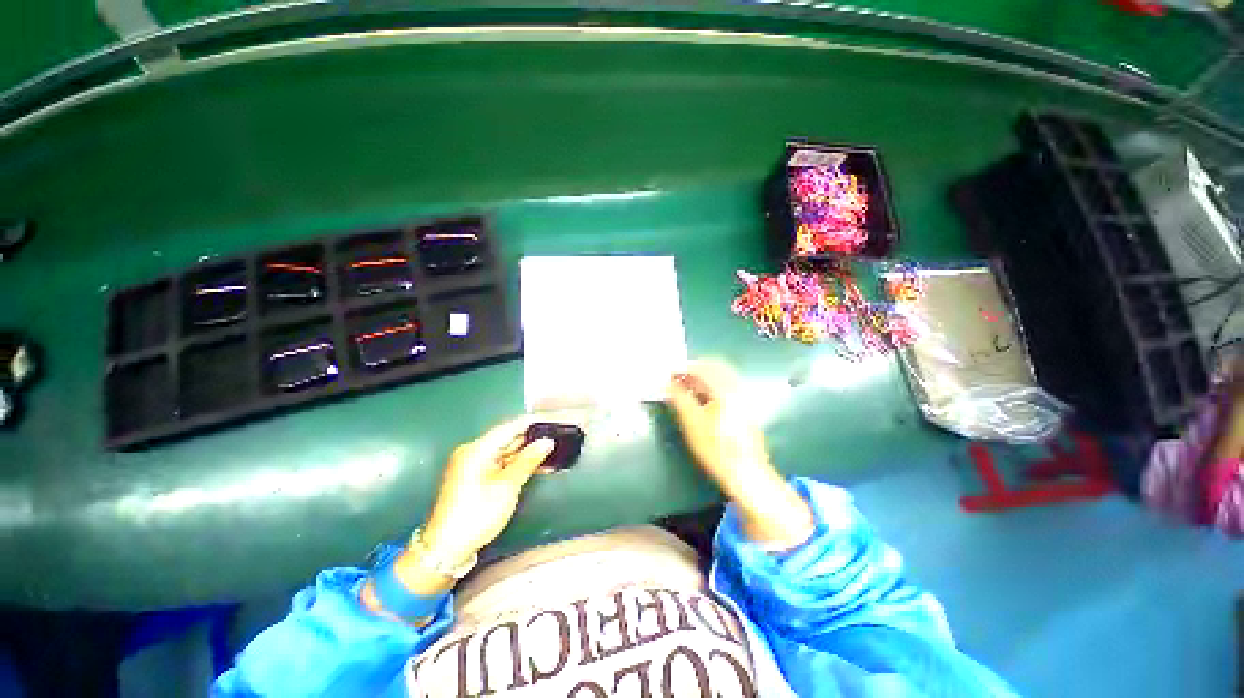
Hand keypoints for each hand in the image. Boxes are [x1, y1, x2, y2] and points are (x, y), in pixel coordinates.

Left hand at [422, 417, 554, 565]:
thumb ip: (528, 460)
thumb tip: (546, 442)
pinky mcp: (474, 479)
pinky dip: (515, 465)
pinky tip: (534, 467)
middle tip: (555, 439)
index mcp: (477, 449)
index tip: (551, 421)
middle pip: (506, 439)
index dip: (530, 423)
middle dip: (530, 440)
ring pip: (504, 453)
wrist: (447, 549)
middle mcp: (473, 453)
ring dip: (525, 454)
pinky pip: (499, 464)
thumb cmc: (478, 513)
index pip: (509, 427)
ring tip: (550, 454)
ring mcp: (472, 466)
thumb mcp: (508, 486)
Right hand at [666, 359, 813, 548]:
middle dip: (694, 369)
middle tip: (677, 377)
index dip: (684, 367)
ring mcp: (744, 398)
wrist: (746, 473)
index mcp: (726, 389)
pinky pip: (726, 387)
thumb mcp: (692, 423)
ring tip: (685, 387)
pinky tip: (700, 398)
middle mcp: (737, 388)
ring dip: (702, 378)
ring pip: (721, 377)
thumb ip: (679, 399)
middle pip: (715, 367)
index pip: (703, 367)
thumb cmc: (716, 448)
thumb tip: (667, 383)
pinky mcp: (745, 408)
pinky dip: (711, 386)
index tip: (669, 372)